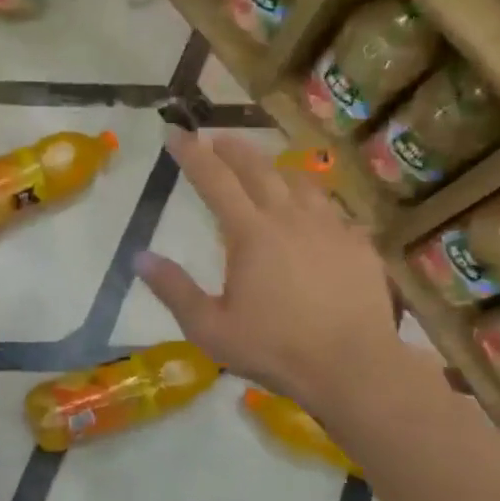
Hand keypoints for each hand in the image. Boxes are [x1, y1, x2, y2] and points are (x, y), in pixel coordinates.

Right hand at [137, 130, 401, 408]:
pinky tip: (315, 216)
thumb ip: (174, 289)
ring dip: (277, 169)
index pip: (214, 180)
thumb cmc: (275, 349)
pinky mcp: (360, 244)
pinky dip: (315, 203)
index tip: (176, 133)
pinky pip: (333, 211)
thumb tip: (140, 257)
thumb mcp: (210, 328)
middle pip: (259, 169)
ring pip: (301, 183)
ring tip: (267, 169)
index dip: (192, 154)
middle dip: (234, 148)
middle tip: (217, 136)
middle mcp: (290, 218)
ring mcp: (330, 228)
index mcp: (251, 233)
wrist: (353, 366)